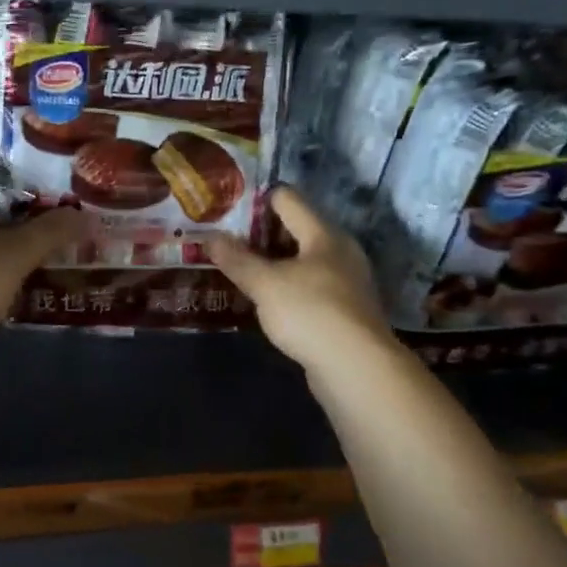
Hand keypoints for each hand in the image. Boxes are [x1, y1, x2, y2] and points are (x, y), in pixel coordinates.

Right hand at [209, 187, 392, 373]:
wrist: (356, 367)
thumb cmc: (310, 313)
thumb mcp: (265, 284)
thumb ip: (237, 260)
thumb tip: (210, 237)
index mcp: (324, 234)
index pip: (289, 200)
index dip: (258, 199)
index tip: (228, 207)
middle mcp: (340, 252)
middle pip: (297, 231)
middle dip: (262, 235)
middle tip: (227, 241)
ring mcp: (347, 283)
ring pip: (304, 262)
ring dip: (275, 264)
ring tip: (241, 270)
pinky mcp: (345, 311)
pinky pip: (310, 288)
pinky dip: (288, 288)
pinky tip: (267, 301)